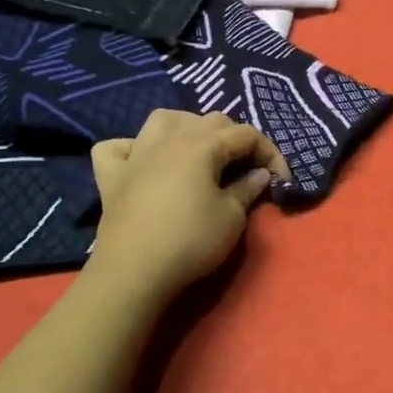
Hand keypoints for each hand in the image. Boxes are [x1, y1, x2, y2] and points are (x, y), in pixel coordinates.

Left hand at [87, 111, 290, 298]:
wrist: (134, 273)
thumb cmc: (191, 241)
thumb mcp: (232, 217)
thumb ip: (247, 188)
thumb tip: (259, 174)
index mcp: (202, 145)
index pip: (246, 134)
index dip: (270, 153)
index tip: (282, 179)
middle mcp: (169, 139)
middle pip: (210, 120)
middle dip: (235, 139)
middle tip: (247, 169)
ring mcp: (135, 155)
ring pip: (163, 119)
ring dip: (186, 127)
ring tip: (199, 150)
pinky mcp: (111, 177)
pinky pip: (117, 147)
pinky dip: (132, 149)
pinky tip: (142, 163)